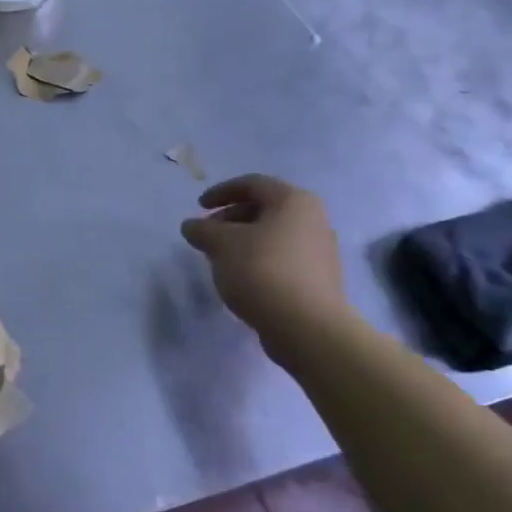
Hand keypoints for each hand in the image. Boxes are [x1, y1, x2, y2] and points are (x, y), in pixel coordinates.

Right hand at [181, 175, 349, 348]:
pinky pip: (281, 258)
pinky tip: (241, 279)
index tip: (199, 207)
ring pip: (272, 235)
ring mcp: (320, 251)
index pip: (253, 184)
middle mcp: (313, 220)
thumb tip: (192, 226)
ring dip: (242, 241)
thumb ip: (202, 230)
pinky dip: (257, 260)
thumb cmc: (262, 271)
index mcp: (294, 201)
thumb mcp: (221, 244)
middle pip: (264, 209)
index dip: (221, 192)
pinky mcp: (318, 279)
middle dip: (230, 219)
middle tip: (207, 236)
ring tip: (219, 259)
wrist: (307, 327)